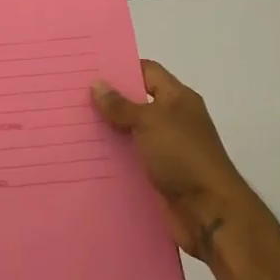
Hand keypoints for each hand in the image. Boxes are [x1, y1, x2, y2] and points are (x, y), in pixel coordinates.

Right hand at [92, 60, 249, 261]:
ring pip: (131, 134)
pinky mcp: (159, 175)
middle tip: (72, 99)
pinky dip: (114, 159)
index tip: (89, 72)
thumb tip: (97, 84)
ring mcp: (167, 149)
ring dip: (108, 133)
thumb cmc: (183, 156)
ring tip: (72, 128)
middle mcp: (173, 120)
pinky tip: (87, 159)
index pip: (148, 72)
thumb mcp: (150, 122)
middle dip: (108, 102)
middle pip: (137, 103)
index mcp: (178, 99)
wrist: (208, 211)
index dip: (121, 69)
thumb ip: (121, 105)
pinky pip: (132, 160)